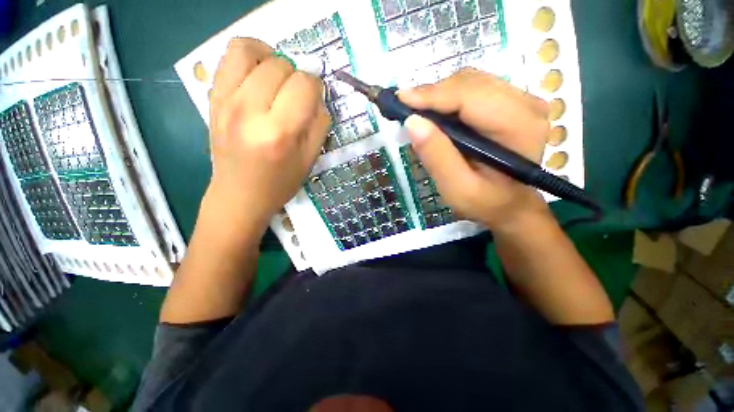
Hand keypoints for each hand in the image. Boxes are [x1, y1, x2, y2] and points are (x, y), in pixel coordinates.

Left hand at [206, 38, 329, 234]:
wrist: (240, 195)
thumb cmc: (280, 183)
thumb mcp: (310, 159)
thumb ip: (319, 124)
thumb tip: (317, 96)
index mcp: (279, 132)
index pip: (304, 85)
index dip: (316, 87)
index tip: (314, 98)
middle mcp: (249, 111)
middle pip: (280, 65)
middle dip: (296, 75)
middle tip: (297, 94)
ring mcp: (225, 101)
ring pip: (249, 50)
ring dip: (271, 56)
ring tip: (277, 75)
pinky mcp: (212, 98)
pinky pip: (228, 57)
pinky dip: (248, 55)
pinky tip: (258, 72)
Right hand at [400, 69, 550, 233]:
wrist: (508, 204)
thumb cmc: (484, 201)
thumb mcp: (456, 188)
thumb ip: (437, 156)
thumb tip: (412, 122)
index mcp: (518, 126)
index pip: (470, 96)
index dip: (432, 96)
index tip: (400, 99)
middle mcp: (526, 104)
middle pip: (469, 83)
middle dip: (432, 94)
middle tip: (405, 109)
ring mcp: (520, 100)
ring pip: (470, 82)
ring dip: (438, 95)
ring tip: (417, 112)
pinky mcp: (510, 102)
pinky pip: (473, 89)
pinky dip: (448, 98)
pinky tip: (435, 114)